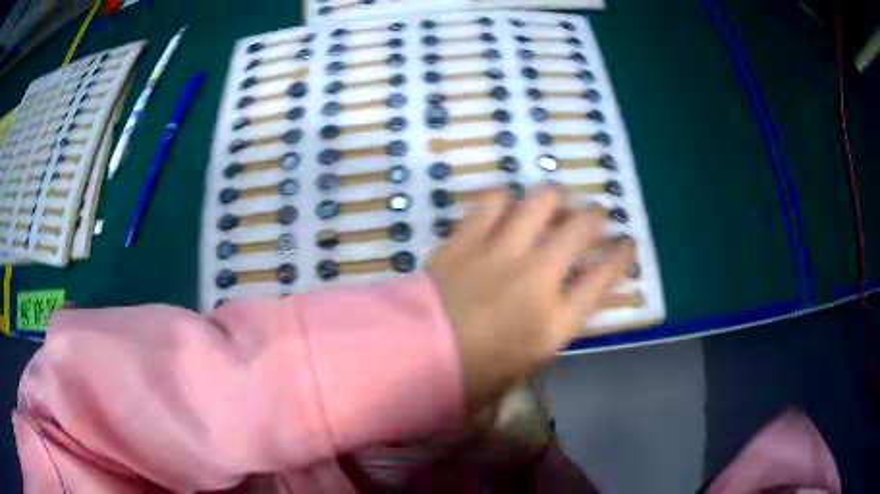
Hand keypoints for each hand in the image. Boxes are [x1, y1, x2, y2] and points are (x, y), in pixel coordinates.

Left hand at [427, 186, 633, 415]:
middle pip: (580, 229)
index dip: (621, 257)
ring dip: (552, 200)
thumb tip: (547, 329)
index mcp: (553, 322)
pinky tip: (504, 206)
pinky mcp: (466, 239)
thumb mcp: (515, 374)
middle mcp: (536, 278)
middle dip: (596, 218)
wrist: (409, 357)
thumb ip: (539, 345)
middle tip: (594, 217)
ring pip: (540, 202)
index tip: (627, 244)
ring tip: (552, 205)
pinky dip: (502, 200)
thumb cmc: (465, 379)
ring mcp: (500, 252)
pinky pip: (491, 202)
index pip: (603, 280)